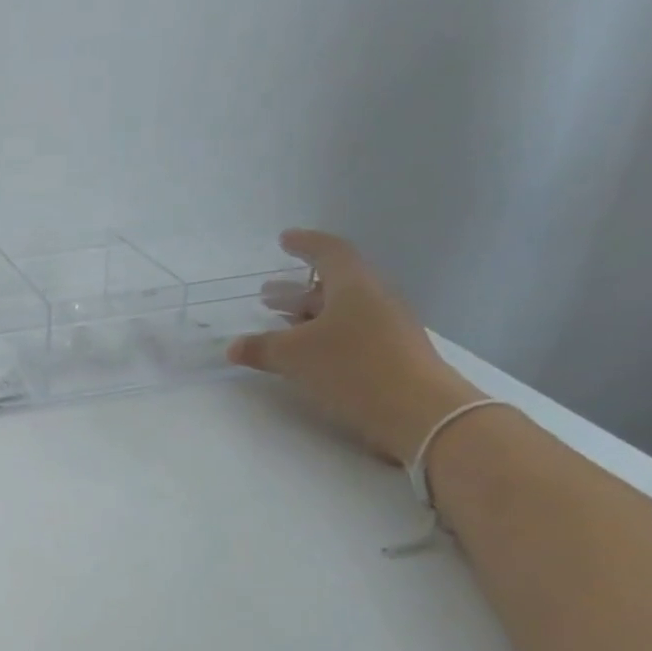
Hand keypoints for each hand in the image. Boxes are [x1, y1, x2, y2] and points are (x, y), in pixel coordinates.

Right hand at [228, 231, 484, 465]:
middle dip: (298, 288)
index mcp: (354, 285)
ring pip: (341, 311)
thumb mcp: (295, 357)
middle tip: (268, 295)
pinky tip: (307, 355)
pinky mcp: (390, 354)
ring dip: (309, 315)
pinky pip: (350, 334)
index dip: (305, 244)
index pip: (329, 252)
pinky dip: (323, 336)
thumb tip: (234, 347)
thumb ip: (261, 348)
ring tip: (281, 325)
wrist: (417, 410)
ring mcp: (386, 327)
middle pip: (334, 284)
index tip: (284, 240)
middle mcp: (374, 298)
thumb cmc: (352, 368)